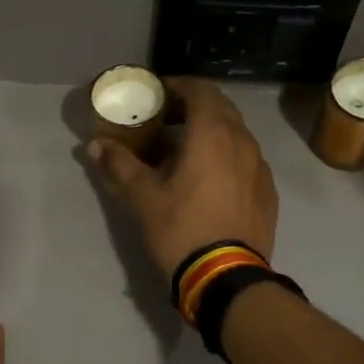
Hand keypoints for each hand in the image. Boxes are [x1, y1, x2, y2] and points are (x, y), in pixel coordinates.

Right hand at [88, 79, 278, 281]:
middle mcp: (243, 142)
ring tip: (186, 150)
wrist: (226, 278)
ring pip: (236, 134)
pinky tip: (210, 179)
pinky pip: (246, 160)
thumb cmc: (181, 229)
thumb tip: (95, 145)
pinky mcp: (268, 192)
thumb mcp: (143, 197)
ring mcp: (260, 168)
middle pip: (221, 108)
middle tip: (167, 118)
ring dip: (212, 132)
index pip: (200, 90)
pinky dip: (227, 156)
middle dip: (194, 106)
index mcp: (213, 134)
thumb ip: (119, 165)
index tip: (158, 92)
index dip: (177, 86)